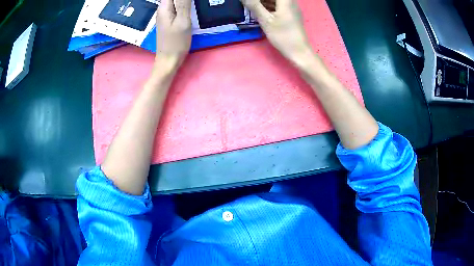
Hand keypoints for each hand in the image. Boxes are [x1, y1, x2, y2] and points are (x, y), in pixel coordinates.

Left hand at [155, 0, 192, 70]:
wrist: (168, 61)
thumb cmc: (176, 42)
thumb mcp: (183, 21)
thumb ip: (183, 3)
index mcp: (164, 7)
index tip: (190, 2)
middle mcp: (162, 9)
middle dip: (184, 1)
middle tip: (193, 5)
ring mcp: (165, 15)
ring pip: (174, 1)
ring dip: (184, 2)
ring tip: (193, 6)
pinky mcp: (169, 20)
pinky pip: (176, 7)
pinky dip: (183, 5)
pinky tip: (190, 9)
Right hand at [241, 0, 312, 65]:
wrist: (299, 52)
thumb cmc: (283, 36)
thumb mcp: (266, 20)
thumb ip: (254, 5)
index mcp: (286, 0)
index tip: (252, 2)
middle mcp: (291, 1)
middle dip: (261, 0)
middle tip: (251, 4)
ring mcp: (292, 8)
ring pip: (277, 0)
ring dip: (264, 1)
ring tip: (253, 6)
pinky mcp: (292, 14)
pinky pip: (279, 5)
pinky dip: (270, 5)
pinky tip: (261, 10)